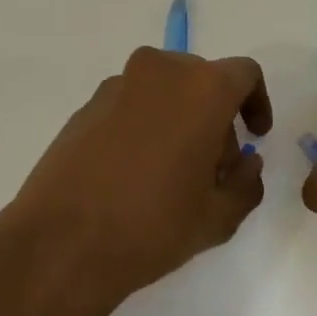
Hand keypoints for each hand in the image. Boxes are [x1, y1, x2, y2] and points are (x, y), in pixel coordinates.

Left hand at [6, 47, 273, 301]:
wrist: (61, 244)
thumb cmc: (153, 226)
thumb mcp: (218, 217)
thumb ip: (247, 182)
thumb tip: (246, 163)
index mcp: (202, 88)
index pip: (244, 74)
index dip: (256, 102)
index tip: (254, 137)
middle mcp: (160, 72)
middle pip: (202, 80)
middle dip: (216, 116)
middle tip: (214, 166)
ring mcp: (117, 85)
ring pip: (164, 91)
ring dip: (178, 119)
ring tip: (171, 173)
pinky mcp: (86, 106)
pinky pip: (131, 104)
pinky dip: (144, 125)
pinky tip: (134, 173)